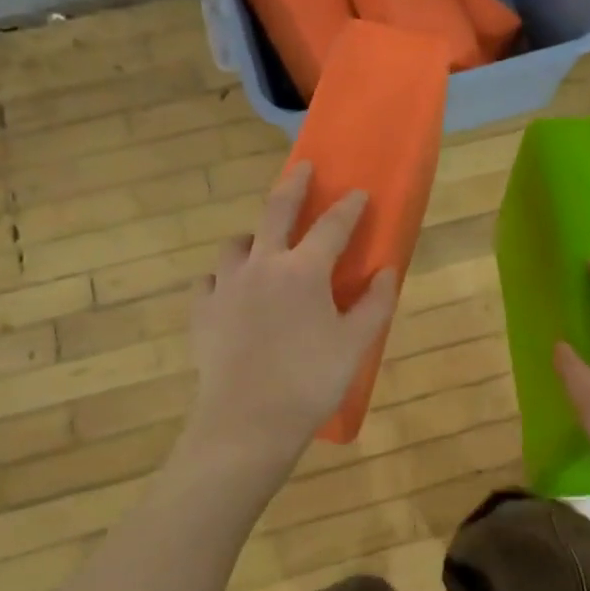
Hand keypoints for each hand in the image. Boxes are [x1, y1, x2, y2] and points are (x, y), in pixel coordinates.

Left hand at [179, 162, 397, 491]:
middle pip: (276, 211)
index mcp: (304, 270)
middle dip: (293, 185)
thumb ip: (376, 303)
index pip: (332, 226)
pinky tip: (231, 291)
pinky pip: (211, 280)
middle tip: (302, 168)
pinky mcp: (202, 311)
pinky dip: (224, 277)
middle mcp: (262, 265)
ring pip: (236, 244)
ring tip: (261, 244)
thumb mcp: (356, 344)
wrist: (247, 422)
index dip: (349, 207)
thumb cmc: (310, 381)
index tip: (359, 193)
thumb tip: (387, 271)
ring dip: (253, 236)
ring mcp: (226, 286)